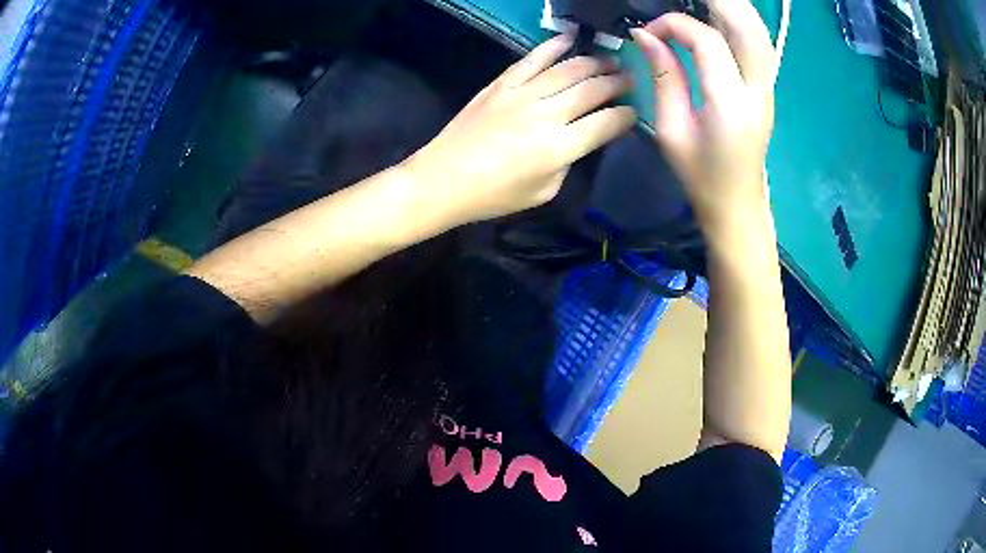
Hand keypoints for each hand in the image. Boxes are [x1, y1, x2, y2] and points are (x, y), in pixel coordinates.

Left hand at [404, 34, 635, 224]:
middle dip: (618, 82)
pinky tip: (569, 38)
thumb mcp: (543, 191)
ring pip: (568, 69)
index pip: (606, 123)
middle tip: (630, 78)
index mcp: (559, 147)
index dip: (626, 115)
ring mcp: (522, 94)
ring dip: (594, 62)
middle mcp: (546, 114)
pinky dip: (552, 46)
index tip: (634, 111)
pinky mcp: (501, 84)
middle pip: (592, 89)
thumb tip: (580, 138)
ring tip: (610, 59)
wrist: (443, 179)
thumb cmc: (494, 195)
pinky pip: (532, 59)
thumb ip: (568, 162)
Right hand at [631, 1, 775, 243]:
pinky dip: (740, 21)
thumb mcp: (671, 130)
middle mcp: (757, 92)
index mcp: (729, 106)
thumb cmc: (701, 175)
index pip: (708, 42)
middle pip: (748, 28)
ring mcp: (767, 89)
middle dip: (718, 2)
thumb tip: (645, 35)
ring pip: (759, 32)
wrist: (738, 204)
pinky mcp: (767, 88)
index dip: (675, 25)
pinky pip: (759, 44)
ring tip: (703, 1)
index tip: (648, 33)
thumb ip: (663, 76)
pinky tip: (720, 14)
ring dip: (733, 8)